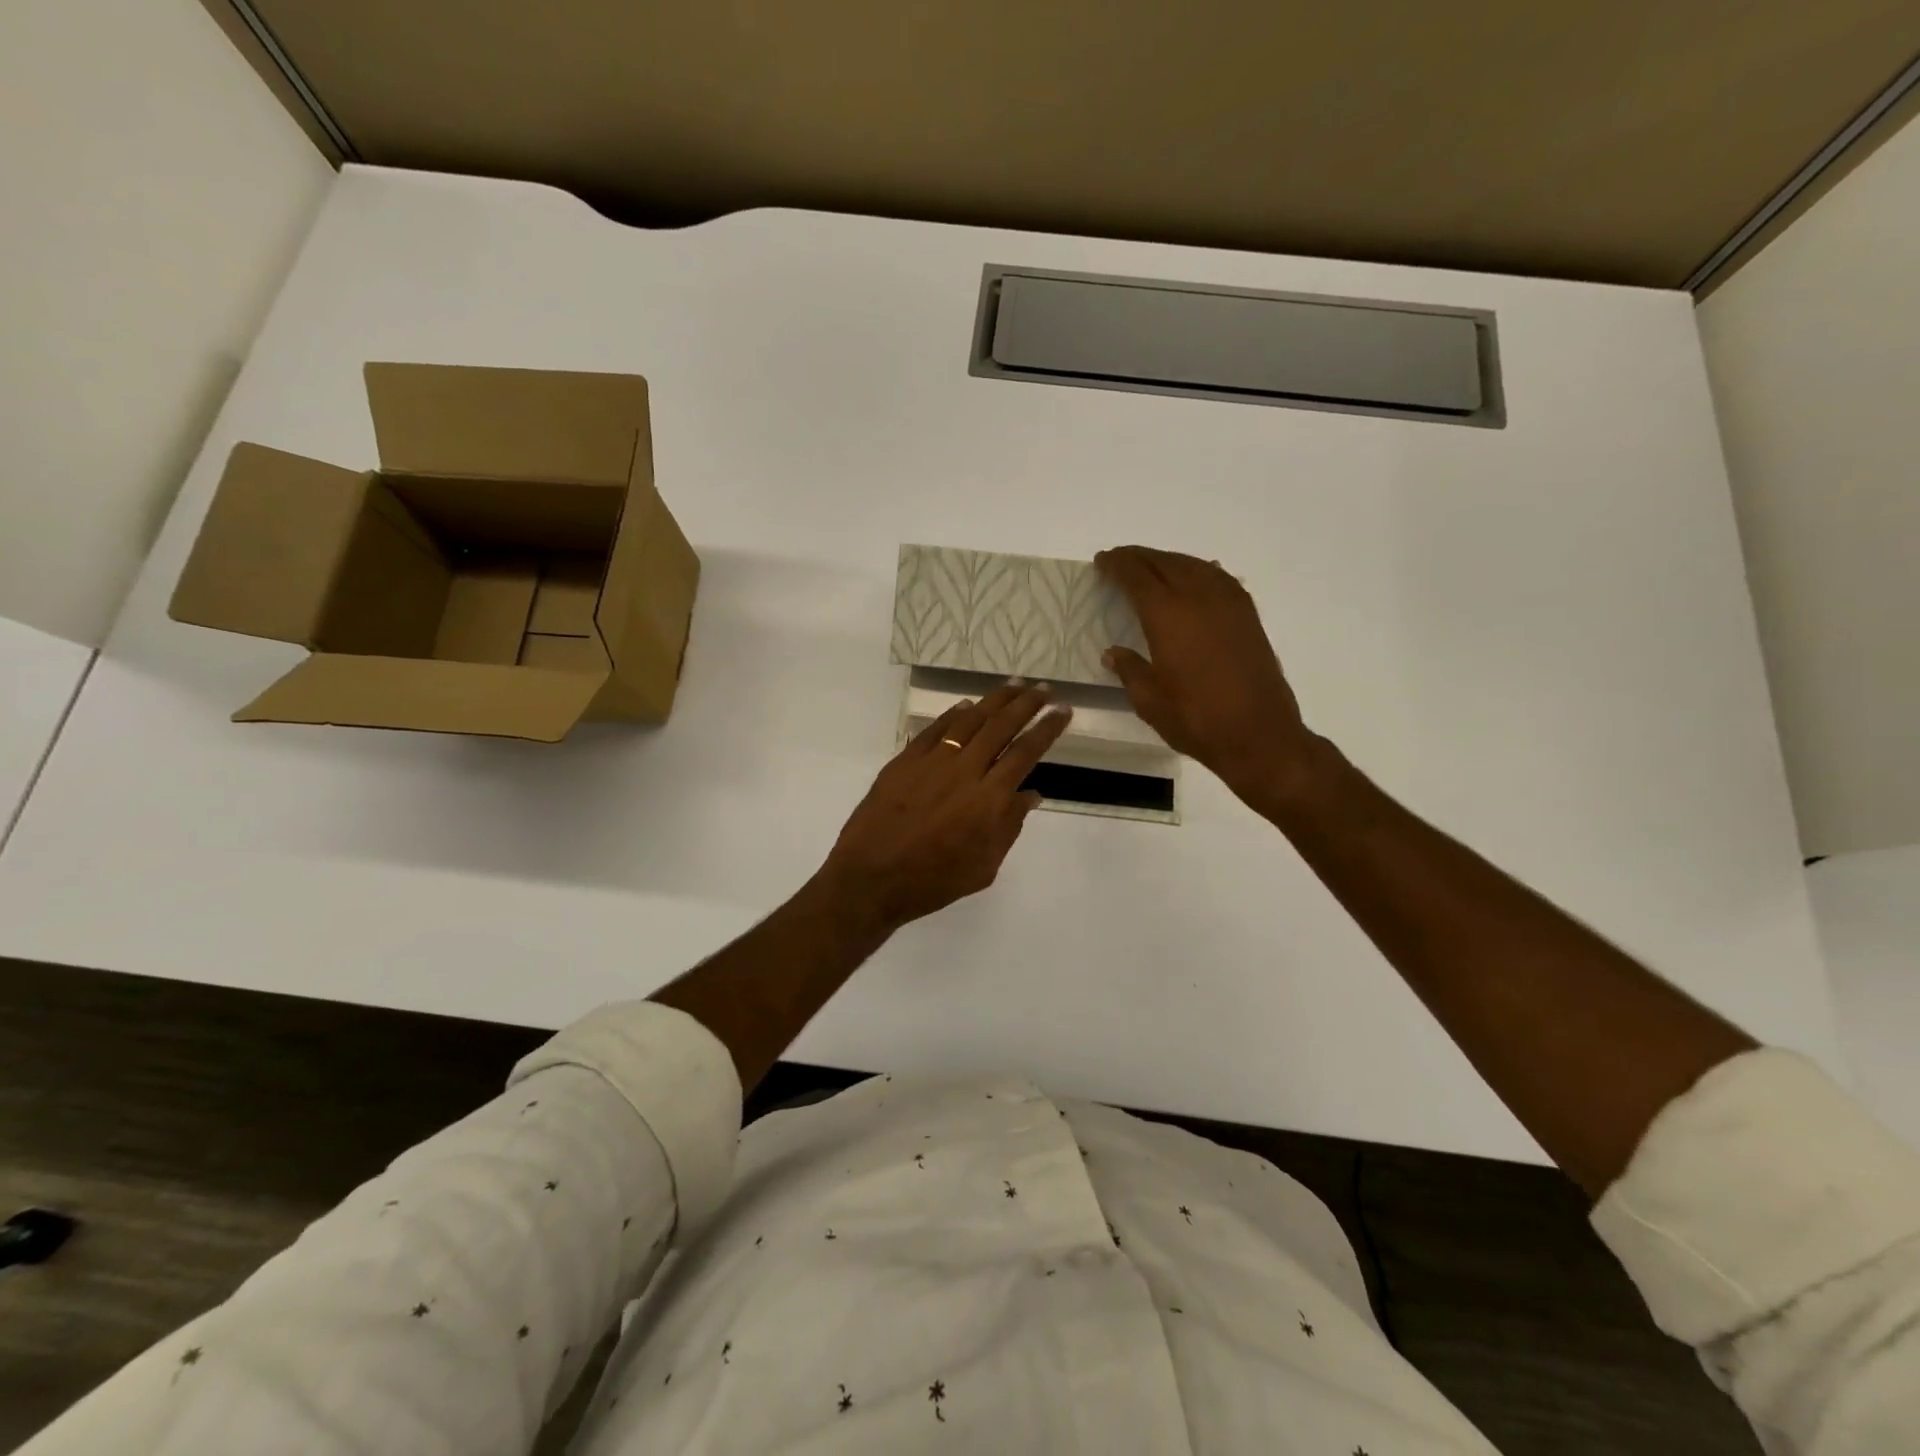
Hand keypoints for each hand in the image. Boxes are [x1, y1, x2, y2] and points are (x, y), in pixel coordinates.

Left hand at [818, 682, 1071, 932]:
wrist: (870, 878)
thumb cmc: (933, 882)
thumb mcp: (984, 867)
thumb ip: (1009, 827)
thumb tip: (1030, 794)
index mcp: (989, 799)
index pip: (1025, 753)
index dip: (1047, 729)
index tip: (1063, 711)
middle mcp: (964, 770)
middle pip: (1001, 727)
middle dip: (1026, 704)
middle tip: (1043, 688)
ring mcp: (932, 761)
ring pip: (969, 720)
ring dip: (994, 700)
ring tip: (1013, 685)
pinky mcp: (905, 761)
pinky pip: (934, 729)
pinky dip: (953, 714)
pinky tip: (966, 705)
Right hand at [1095, 546, 1316, 809]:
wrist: (1259, 735)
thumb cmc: (1196, 719)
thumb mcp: (1149, 700)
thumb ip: (1129, 670)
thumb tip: (1114, 653)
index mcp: (1167, 615)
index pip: (1136, 576)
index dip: (1116, 565)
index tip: (1102, 561)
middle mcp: (1198, 597)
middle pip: (1165, 562)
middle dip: (1139, 557)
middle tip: (1120, 560)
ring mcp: (1228, 603)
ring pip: (1194, 565)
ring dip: (1169, 560)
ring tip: (1152, 567)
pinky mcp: (1248, 616)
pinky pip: (1218, 578)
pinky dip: (1198, 570)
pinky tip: (1195, 578)